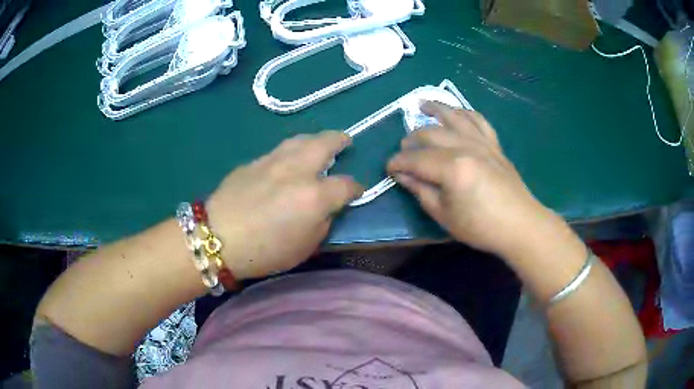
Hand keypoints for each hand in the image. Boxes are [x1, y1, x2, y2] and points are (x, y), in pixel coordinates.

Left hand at [206, 131, 363, 279]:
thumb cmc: (265, 251)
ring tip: (319, 144)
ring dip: (315, 139)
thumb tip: (326, 207)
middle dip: (340, 140)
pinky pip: (279, 150)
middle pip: (326, 143)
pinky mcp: (254, 161)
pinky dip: (291, 151)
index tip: (357, 191)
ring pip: (300, 139)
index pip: (346, 184)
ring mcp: (273, 161)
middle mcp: (297, 170)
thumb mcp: (305, 247)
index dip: (356, 187)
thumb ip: (322, 222)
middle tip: (345, 142)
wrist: (217, 237)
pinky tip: (287, 162)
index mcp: (314, 196)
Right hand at [387, 102, 547, 256]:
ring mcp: (482, 142)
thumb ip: (421, 191)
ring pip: (454, 117)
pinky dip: (464, 112)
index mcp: (452, 168)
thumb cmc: (481, 226)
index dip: (397, 162)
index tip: (389, 169)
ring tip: (421, 104)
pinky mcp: (494, 143)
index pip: (415, 159)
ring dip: (436, 109)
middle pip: (431, 134)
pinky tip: (456, 112)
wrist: (519, 224)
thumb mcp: (444, 215)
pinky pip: (478, 119)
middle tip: (403, 150)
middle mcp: (466, 147)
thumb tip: (402, 175)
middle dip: (411, 140)